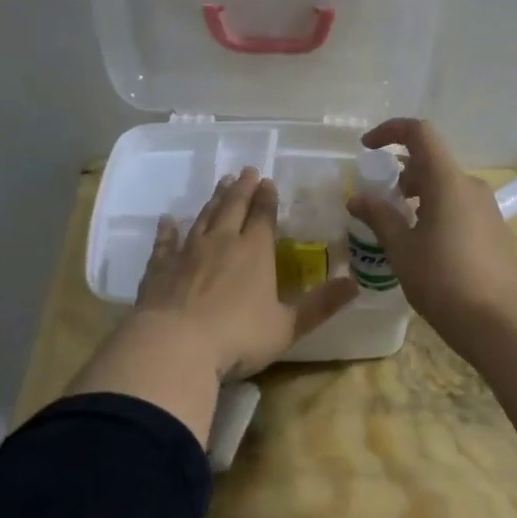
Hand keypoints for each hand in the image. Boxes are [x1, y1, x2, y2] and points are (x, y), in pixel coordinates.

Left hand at [134, 166, 358, 380]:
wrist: (175, 346)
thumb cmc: (238, 337)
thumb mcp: (288, 326)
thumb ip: (321, 305)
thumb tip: (356, 284)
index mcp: (255, 251)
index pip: (264, 216)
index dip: (268, 198)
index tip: (269, 181)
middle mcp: (222, 242)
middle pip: (233, 206)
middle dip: (242, 188)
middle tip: (247, 171)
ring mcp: (188, 252)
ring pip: (204, 217)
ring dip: (214, 199)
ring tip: (221, 184)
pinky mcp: (160, 267)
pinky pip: (165, 242)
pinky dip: (168, 229)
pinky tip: (167, 220)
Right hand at [345, 119, 516, 334]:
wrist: (496, 321)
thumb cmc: (442, 280)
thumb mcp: (401, 248)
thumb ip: (379, 216)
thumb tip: (357, 198)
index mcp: (447, 181)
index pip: (420, 133)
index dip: (390, 131)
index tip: (367, 148)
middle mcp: (471, 186)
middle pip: (432, 161)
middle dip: (402, 172)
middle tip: (382, 200)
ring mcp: (487, 207)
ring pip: (447, 185)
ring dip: (420, 193)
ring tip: (401, 225)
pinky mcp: (495, 229)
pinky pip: (460, 205)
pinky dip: (437, 210)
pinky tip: (426, 244)